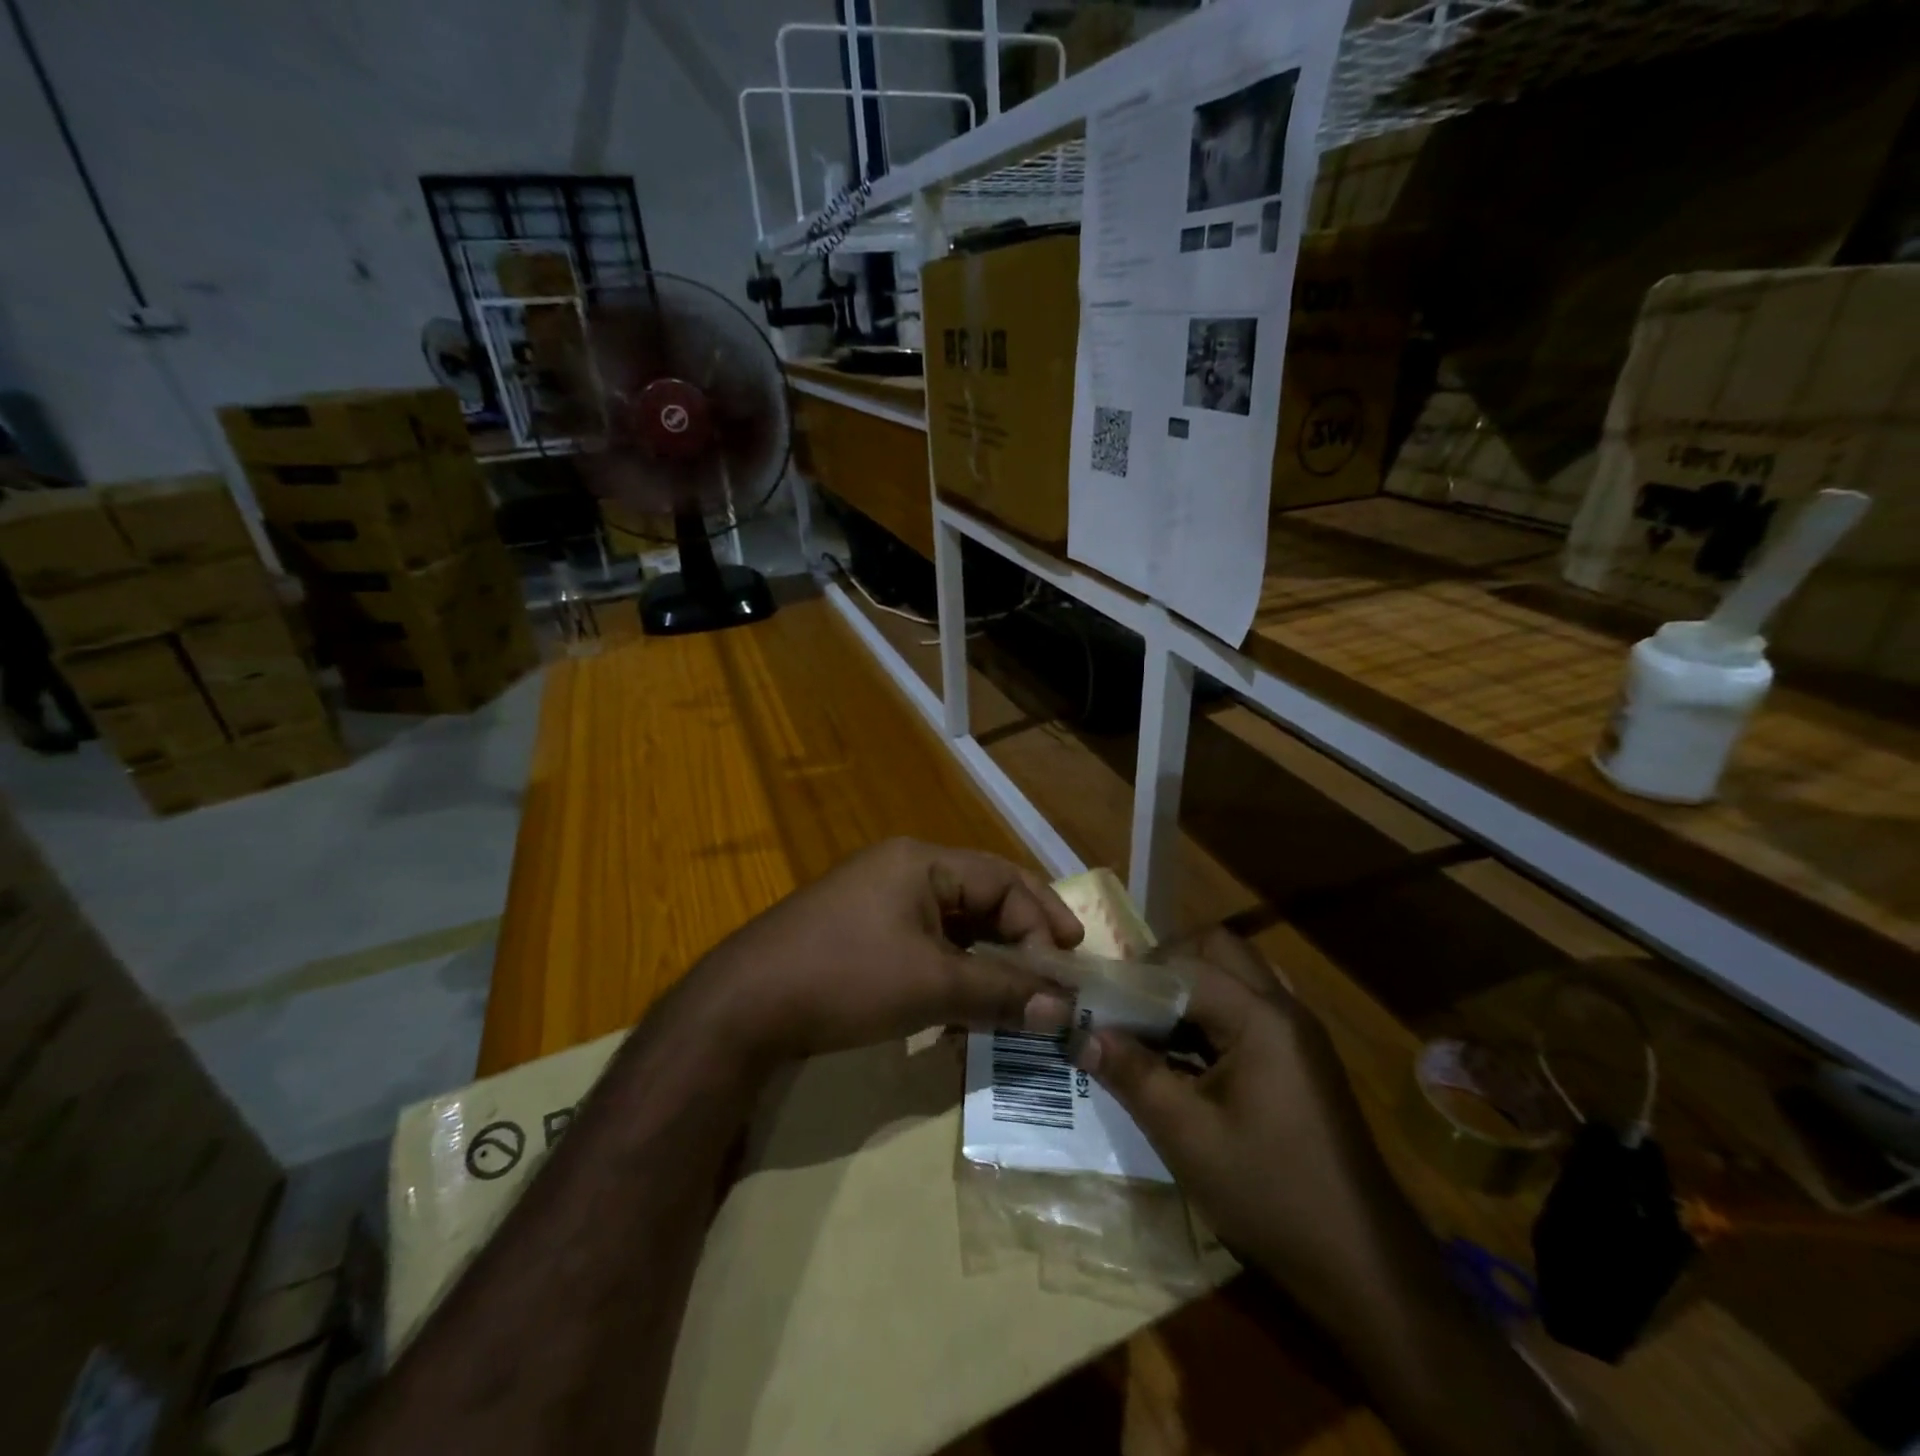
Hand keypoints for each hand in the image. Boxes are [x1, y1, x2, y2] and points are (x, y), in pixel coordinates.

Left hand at [692, 838, 1083, 1063]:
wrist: (743, 1007)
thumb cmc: (845, 978)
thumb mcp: (931, 985)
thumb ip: (1001, 992)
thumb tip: (1062, 1011)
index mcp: (922, 863)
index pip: (1003, 879)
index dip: (1042, 920)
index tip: (1068, 968)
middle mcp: (903, 872)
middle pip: (981, 898)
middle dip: (1020, 939)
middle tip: (1055, 977)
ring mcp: (878, 903)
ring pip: (954, 927)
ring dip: (988, 962)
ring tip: (1019, 998)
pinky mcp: (862, 935)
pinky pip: (925, 946)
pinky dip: (952, 973)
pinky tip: (965, 1010)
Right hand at [1070, 929, 1391, 1294]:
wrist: (1363, 1265)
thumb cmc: (1270, 1194)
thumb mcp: (1187, 1137)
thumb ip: (1132, 1075)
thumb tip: (1081, 1034)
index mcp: (1260, 1019)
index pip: (1185, 966)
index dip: (1135, 978)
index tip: (1096, 1003)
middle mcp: (1284, 1009)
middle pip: (1218, 949)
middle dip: (1167, 964)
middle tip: (1129, 1003)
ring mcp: (1299, 1032)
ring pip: (1236, 973)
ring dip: (1191, 985)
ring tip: (1151, 1025)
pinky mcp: (1302, 1057)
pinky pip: (1251, 1005)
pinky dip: (1214, 1011)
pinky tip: (1189, 1055)